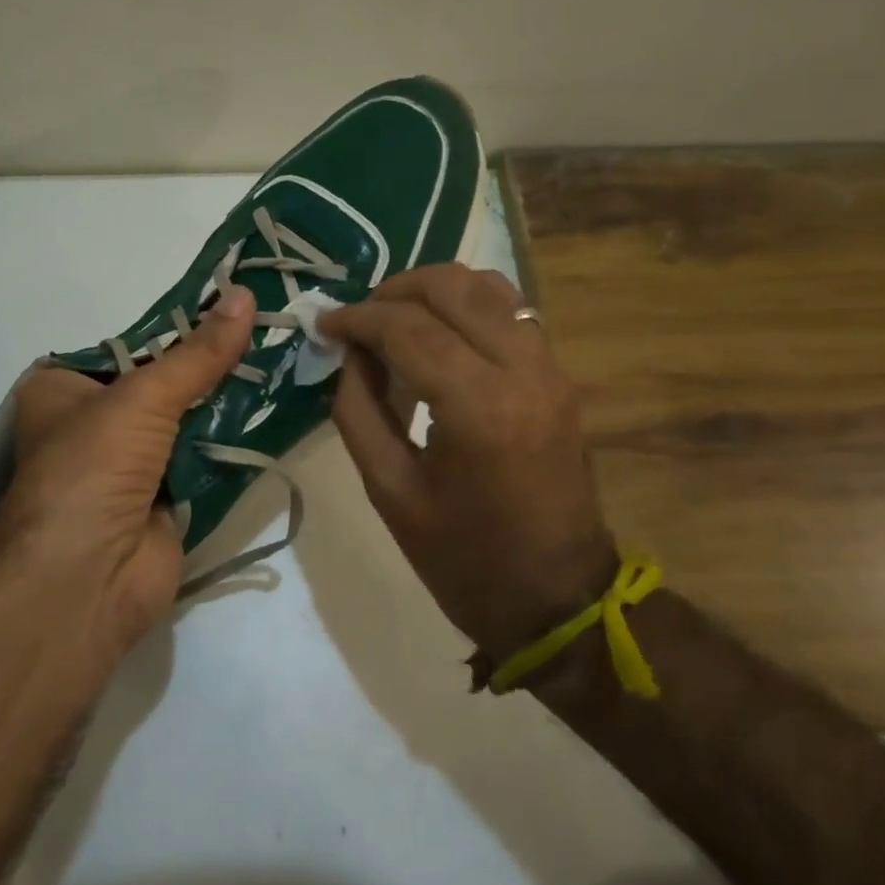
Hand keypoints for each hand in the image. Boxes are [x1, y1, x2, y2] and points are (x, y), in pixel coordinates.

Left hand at [0, 287, 257, 668]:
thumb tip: (245, 295)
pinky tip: (273, 414)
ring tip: (282, 363)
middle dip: (209, 368)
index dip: (179, 331)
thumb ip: (198, 353)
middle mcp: (93, 425)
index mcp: (65, 390)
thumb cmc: (93, 467)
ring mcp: (130, 466)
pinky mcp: (164, 501)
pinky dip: (231, 445)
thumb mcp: (143, 396)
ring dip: (226, 405)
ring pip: (186, 423)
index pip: (129, 347)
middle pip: (162, 385)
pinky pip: (203, 461)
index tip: (233, 308)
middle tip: (269, 333)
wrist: (86, 579)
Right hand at [322, 264, 617, 662]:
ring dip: (433, 291)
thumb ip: (358, 410)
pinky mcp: (560, 377)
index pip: (407, 328)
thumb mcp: (389, 491)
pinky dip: (468, 307)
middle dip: (394, 291)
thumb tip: (349, 353)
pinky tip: (439, 335)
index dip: (357, 317)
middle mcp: (522, 370)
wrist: (557, 598)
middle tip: (359, 321)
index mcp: (477, 408)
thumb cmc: (464, 558)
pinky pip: (512, 312)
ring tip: (395, 321)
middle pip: (452, 287)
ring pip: (489, 286)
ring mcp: (550, 369)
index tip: (324, 324)